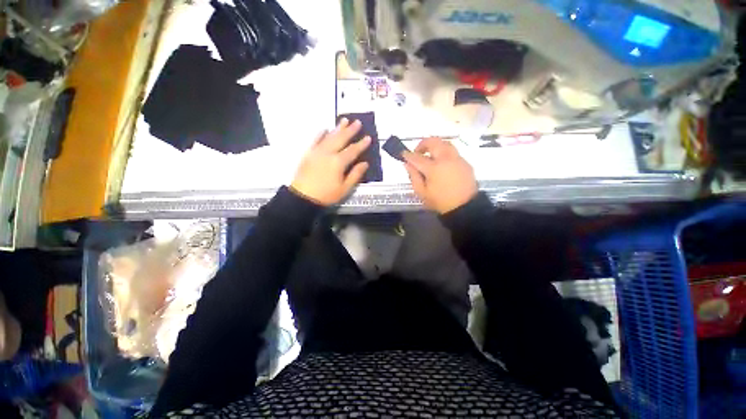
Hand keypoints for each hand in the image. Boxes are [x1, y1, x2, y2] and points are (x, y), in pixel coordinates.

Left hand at [291, 118, 370, 205]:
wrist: (303, 197)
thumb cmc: (326, 195)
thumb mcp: (344, 188)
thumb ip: (355, 174)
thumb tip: (365, 163)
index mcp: (338, 162)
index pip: (353, 151)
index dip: (361, 144)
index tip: (368, 137)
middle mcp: (328, 153)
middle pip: (341, 139)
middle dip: (350, 130)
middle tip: (357, 122)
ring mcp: (317, 152)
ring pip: (329, 137)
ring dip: (337, 128)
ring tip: (344, 120)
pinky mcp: (308, 154)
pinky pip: (315, 140)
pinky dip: (320, 134)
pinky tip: (325, 129)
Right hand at [403, 137, 477, 213]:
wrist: (464, 207)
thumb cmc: (440, 201)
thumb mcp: (422, 192)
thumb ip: (413, 176)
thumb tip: (407, 164)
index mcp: (434, 168)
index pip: (417, 158)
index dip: (408, 155)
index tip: (403, 154)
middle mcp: (446, 159)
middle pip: (433, 142)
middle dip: (423, 144)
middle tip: (418, 152)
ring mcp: (457, 159)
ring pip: (445, 143)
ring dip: (435, 146)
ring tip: (430, 156)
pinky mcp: (465, 162)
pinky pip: (453, 152)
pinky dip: (444, 153)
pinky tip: (442, 164)